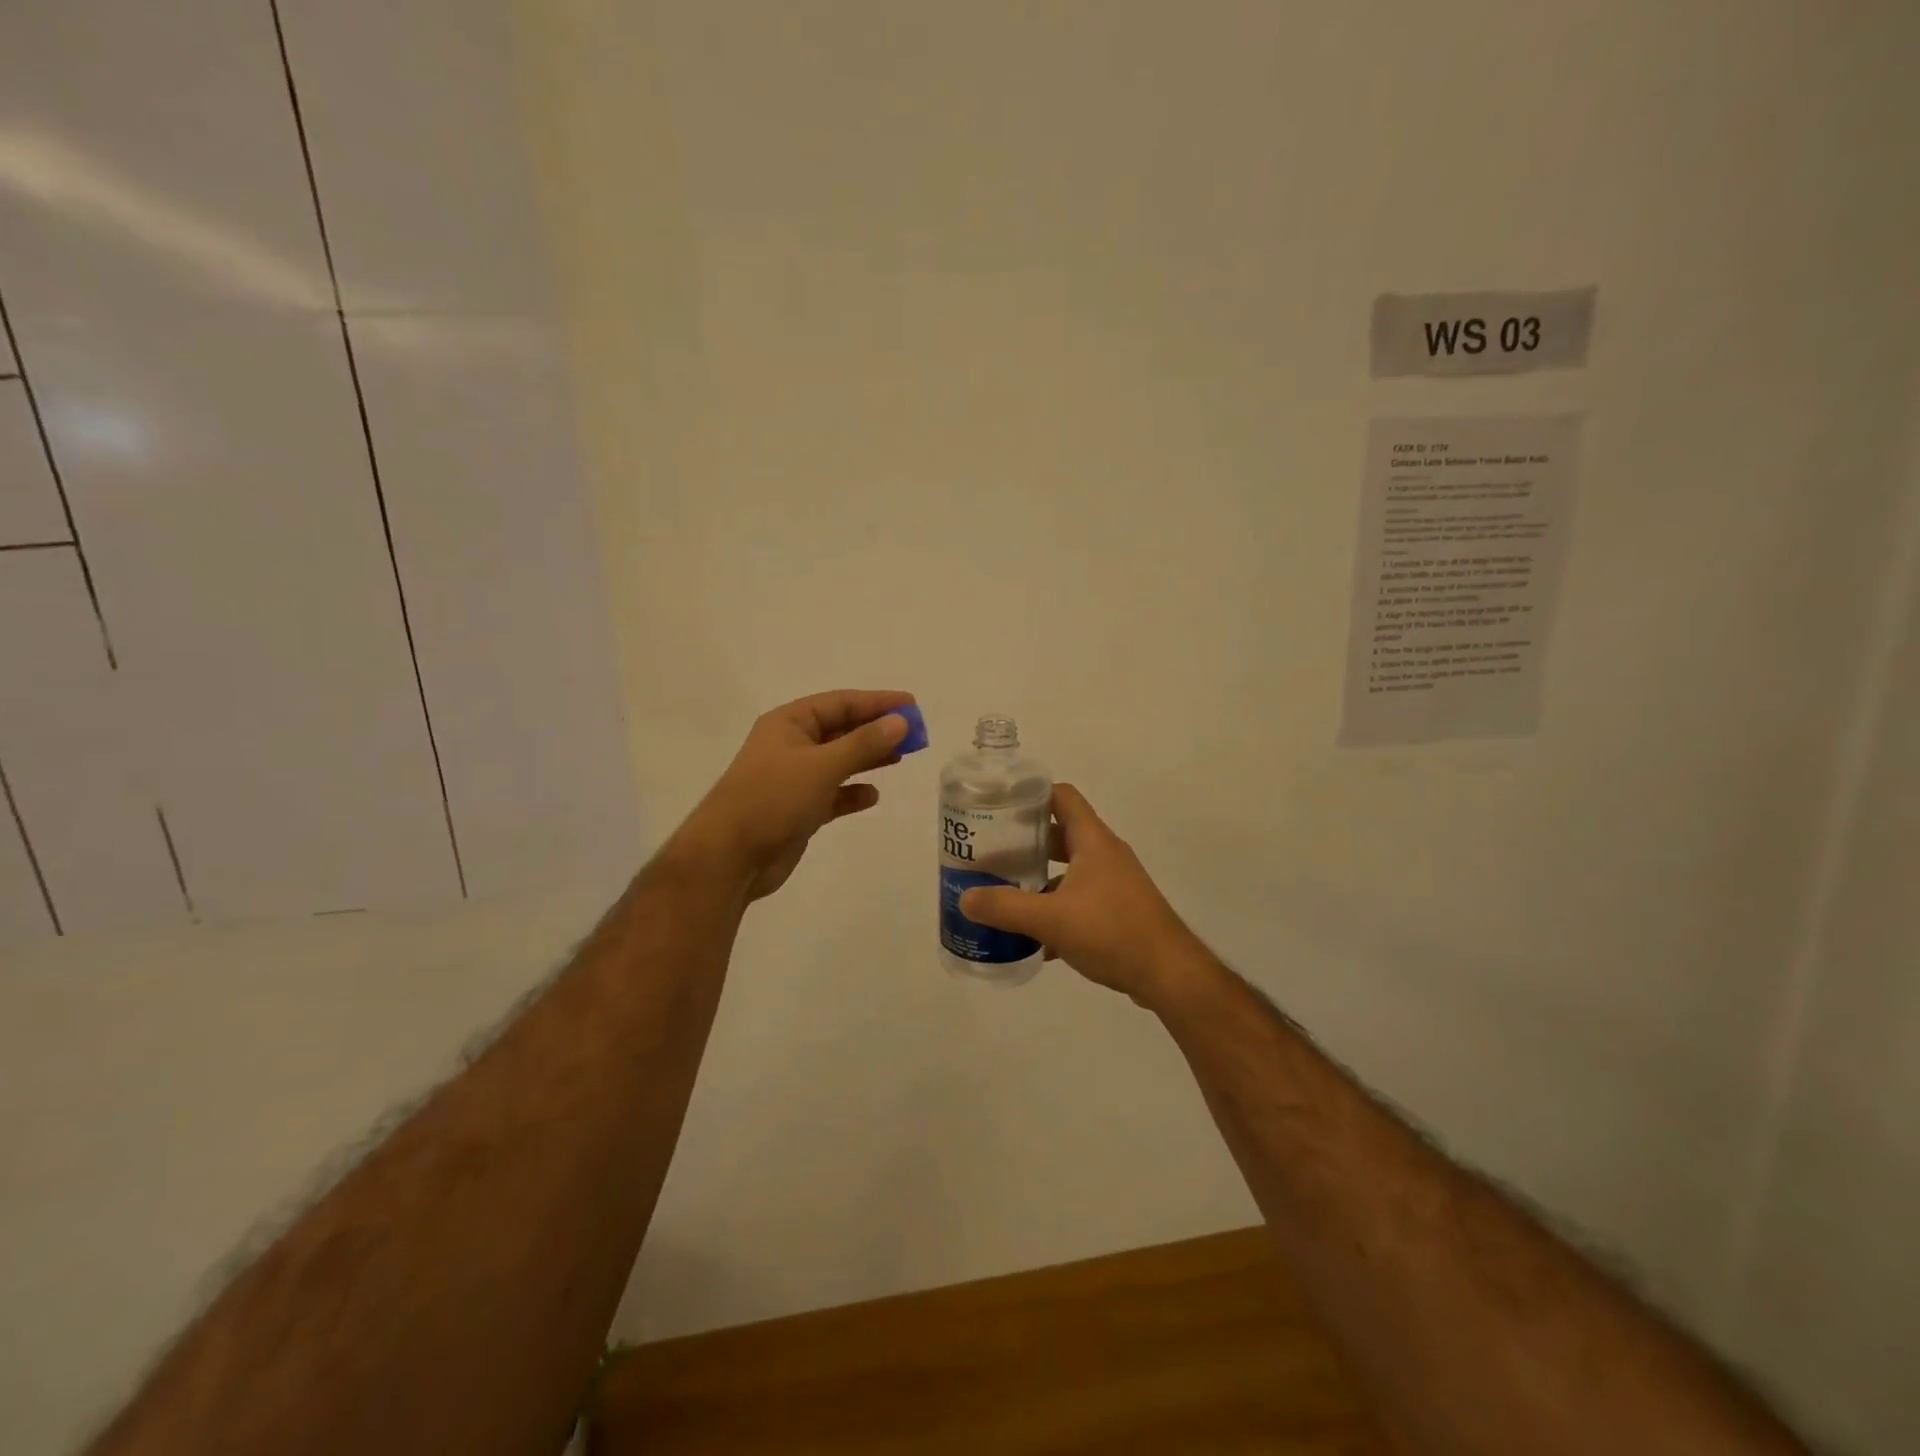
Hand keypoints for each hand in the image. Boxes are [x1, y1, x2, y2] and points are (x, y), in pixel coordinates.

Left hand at [672, 689, 914, 900]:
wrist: (730, 858)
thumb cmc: (773, 799)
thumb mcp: (822, 766)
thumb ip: (864, 743)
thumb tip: (900, 721)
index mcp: (789, 723)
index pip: (841, 703)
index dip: (878, 702)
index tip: (913, 706)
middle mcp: (791, 746)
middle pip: (842, 730)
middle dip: (877, 730)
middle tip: (916, 734)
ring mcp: (794, 779)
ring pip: (839, 761)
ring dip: (869, 758)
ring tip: (902, 757)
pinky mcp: (798, 810)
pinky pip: (833, 794)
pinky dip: (852, 792)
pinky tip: (872, 796)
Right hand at [958, 783, 1207, 1006]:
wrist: (1169, 974)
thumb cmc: (1112, 932)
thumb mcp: (1051, 919)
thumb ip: (1006, 908)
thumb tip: (964, 898)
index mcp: (1093, 841)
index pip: (1061, 796)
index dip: (1031, 794)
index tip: (999, 806)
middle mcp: (1105, 854)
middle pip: (1060, 833)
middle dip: (1026, 842)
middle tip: (992, 853)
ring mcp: (1114, 884)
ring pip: (1069, 870)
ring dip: (1040, 879)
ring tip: (1006, 893)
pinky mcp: (1119, 912)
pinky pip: (1080, 900)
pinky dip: (1056, 910)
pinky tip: (1033, 938)